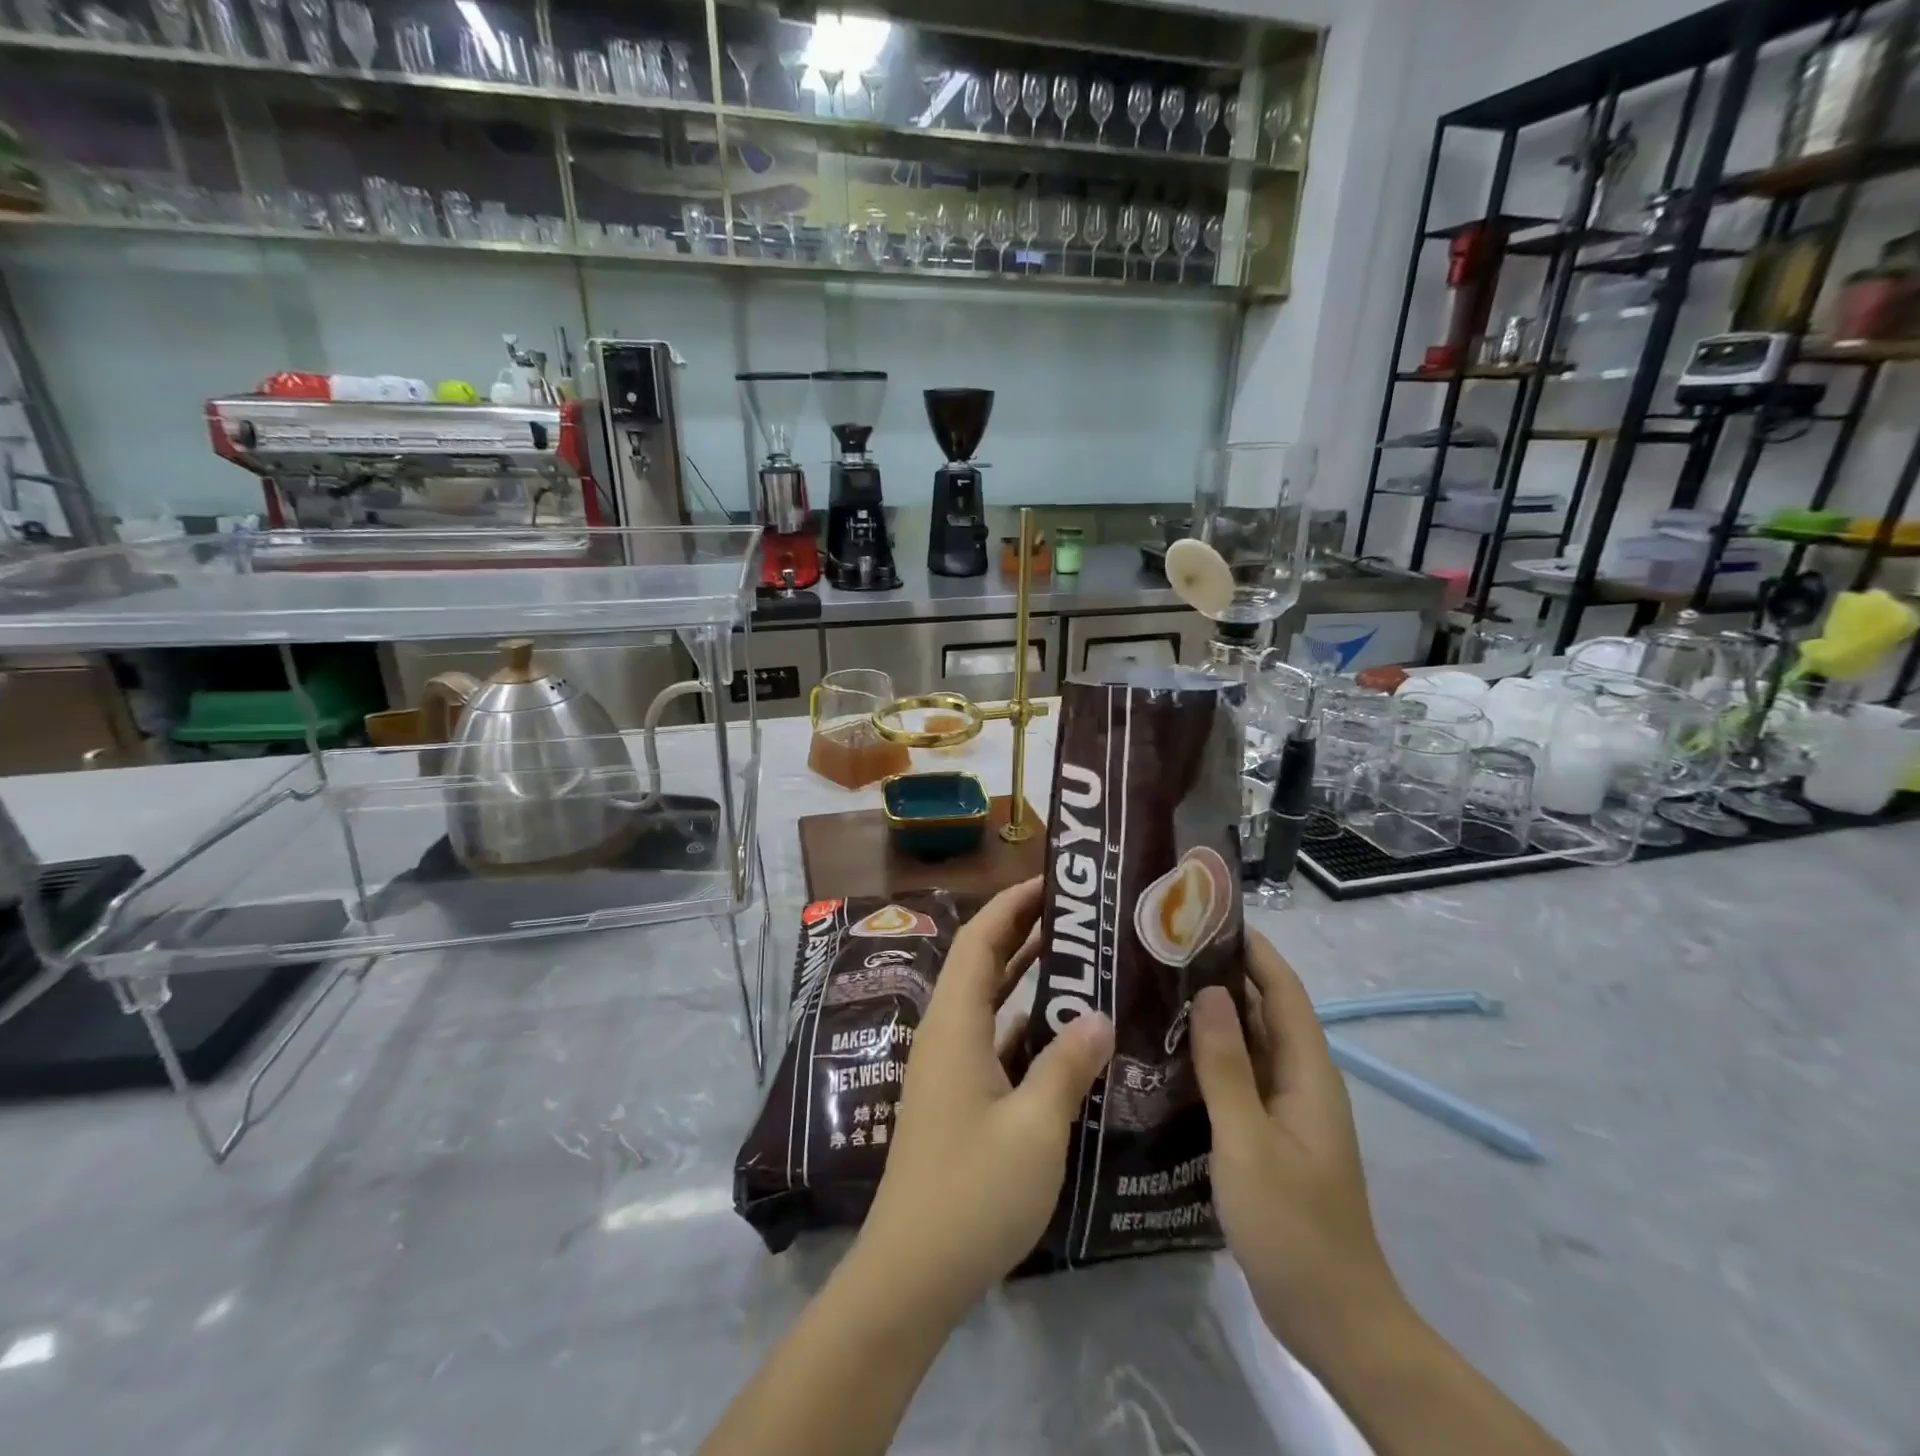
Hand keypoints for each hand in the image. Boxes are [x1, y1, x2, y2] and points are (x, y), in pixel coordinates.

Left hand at [854, 877, 1114, 1323]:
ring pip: (991, 1003)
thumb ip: (1066, 1065)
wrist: (911, 1275)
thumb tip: (1098, 1014)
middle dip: (1025, 931)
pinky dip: (1027, 1027)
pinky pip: (996, 1042)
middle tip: (1080, 914)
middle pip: (983, 963)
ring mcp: (950, 1068)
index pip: (980, 940)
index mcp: (954, 1024)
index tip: (1054, 881)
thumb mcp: (1033, 1127)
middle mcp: (946, 1034)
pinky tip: (1068, 1036)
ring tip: (1083, 961)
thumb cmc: (971, 1192)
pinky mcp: (959, 1099)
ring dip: (1028, 978)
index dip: (1013, 903)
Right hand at [1190, 932, 1408, 1360]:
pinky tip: (1167, 1054)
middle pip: (1264, 1010)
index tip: (1205, 917)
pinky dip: (1209, 1056)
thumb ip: (1226, 1066)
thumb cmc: (1293, 1226)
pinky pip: (1239, 1077)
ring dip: (1212, 1015)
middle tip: (1163, 951)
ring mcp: (1286, 1110)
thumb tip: (1207, 991)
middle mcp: (1301, 1081)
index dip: (1251, 949)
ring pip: (1249, 1044)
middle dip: (1222, 974)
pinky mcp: (1270, 1135)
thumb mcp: (1248, 1142)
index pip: (1282, 990)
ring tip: (1155, 989)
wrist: (1333, 1318)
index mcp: (1308, 1073)